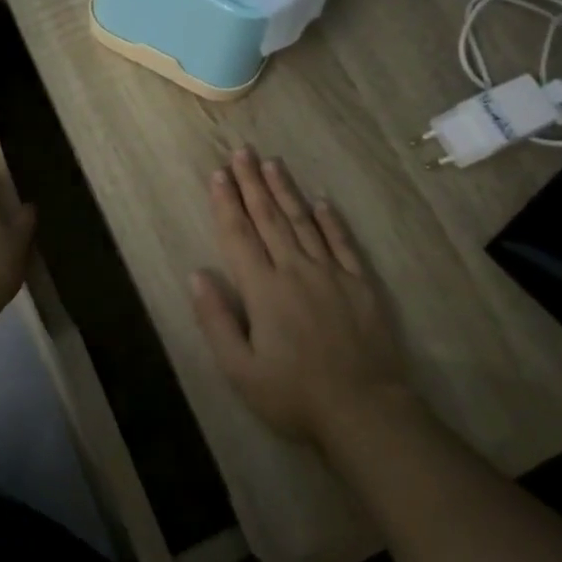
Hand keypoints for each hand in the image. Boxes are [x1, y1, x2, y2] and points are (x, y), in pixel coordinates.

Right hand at [191, 149, 410, 445]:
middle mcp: (295, 270)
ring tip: (272, 163)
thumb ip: (216, 319)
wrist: (363, 409)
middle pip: (269, 218)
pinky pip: (342, 242)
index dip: (226, 203)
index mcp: (263, 289)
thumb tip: (197, 274)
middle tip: (242, 152)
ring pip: (303, 222)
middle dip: (252, 183)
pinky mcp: (359, 284)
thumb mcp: (240, 369)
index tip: (218, 174)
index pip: (239, 235)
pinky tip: (321, 201)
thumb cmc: (293, 395)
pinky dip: (330, 220)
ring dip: (286, 191)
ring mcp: (331, 274)